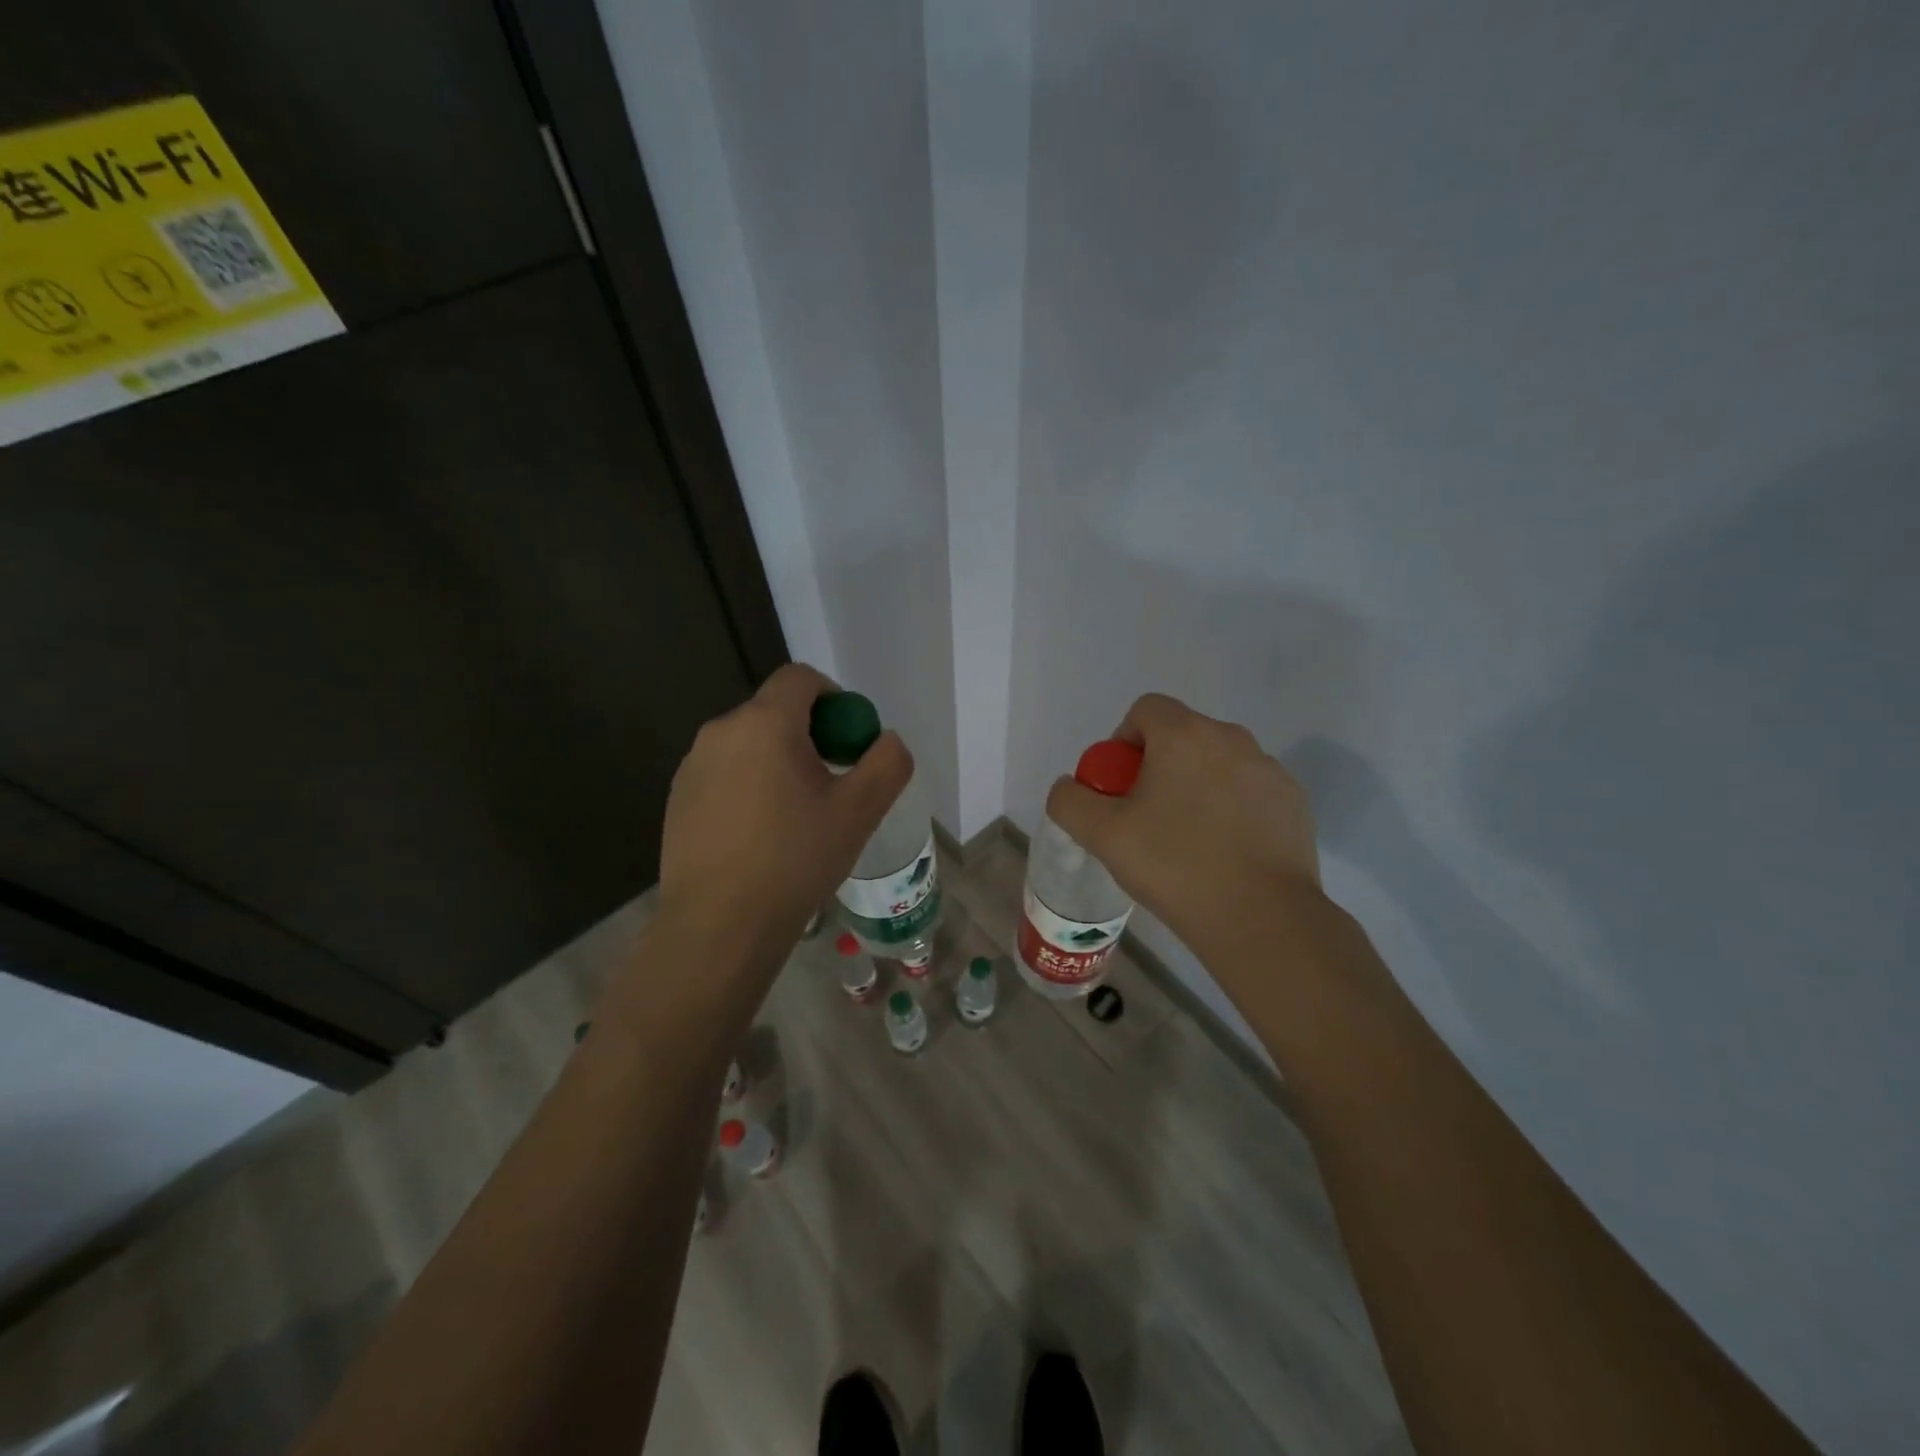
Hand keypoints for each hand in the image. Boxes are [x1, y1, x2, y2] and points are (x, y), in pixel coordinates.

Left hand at [656, 663, 911, 969]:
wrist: (719, 925)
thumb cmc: (795, 860)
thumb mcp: (859, 811)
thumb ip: (887, 763)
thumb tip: (887, 741)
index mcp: (765, 723)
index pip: (801, 678)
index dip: (834, 697)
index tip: (849, 741)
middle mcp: (721, 731)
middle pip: (775, 711)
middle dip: (809, 735)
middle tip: (831, 784)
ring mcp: (692, 765)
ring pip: (748, 744)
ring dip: (778, 762)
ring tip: (795, 816)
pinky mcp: (677, 798)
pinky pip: (724, 773)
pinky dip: (748, 786)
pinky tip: (759, 836)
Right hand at [1044, 693, 1323, 962]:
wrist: (1261, 918)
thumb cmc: (1175, 866)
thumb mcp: (1101, 835)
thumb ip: (1070, 801)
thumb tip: (1070, 786)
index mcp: (1185, 735)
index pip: (1146, 709)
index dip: (1123, 742)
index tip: (1120, 787)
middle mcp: (1232, 739)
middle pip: (1182, 736)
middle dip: (1158, 767)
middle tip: (1146, 818)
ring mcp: (1269, 771)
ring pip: (1218, 764)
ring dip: (1196, 787)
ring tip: (1187, 842)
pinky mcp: (1294, 803)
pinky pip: (1249, 792)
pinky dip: (1232, 810)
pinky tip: (1225, 854)